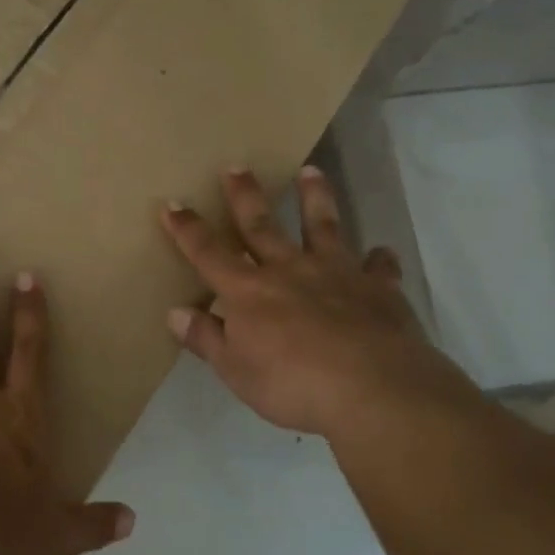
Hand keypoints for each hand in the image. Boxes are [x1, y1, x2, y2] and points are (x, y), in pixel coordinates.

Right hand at [160, 166, 486, 442]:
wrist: (372, 388)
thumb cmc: (292, 383)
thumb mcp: (235, 370)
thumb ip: (206, 338)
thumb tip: (175, 313)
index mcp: (248, 291)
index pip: (208, 253)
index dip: (187, 229)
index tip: (173, 203)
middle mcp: (289, 270)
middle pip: (261, 226)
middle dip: (245, 196)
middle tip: (237, 166)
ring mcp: (336, 274)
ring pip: (323, 227)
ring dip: (315, 198)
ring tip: (311, 171)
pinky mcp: (378, 288)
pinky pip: (379, 268)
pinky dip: (379, 260)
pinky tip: (381, 254)